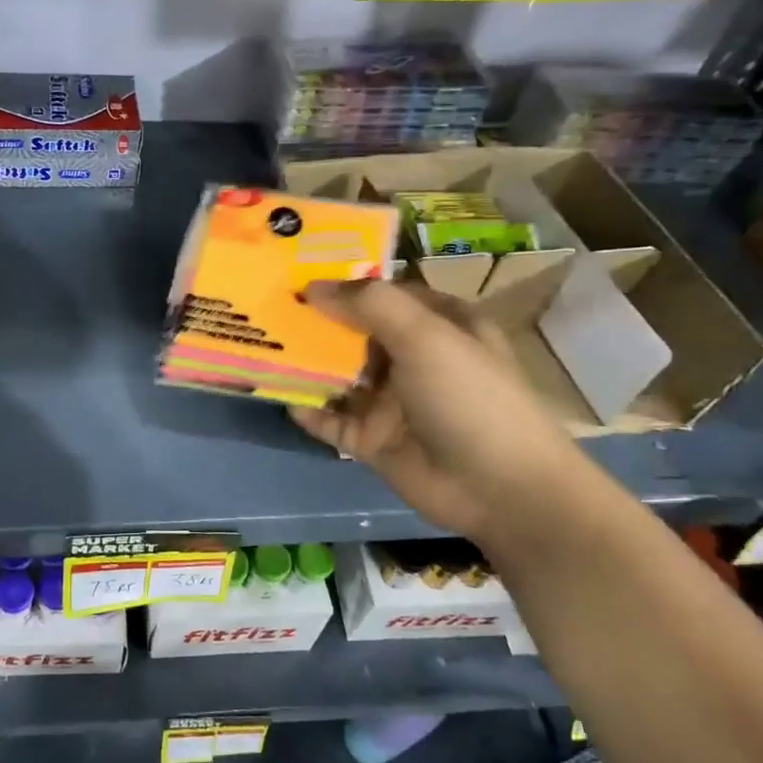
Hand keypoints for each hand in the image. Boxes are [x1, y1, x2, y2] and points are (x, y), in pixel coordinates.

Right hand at [290, 279, 593, 540]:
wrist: (501, 489)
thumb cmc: (468, 397)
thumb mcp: (425, 335)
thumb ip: (369, 304)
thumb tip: (312, 287)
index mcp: (438, 324)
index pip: (383, 293)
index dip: (344, 283)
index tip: (296, 273)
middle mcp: (413, 358)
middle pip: (355, 333)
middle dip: (315, 322)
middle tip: (265, 306)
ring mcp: (392, 401)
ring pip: (339, 376)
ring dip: (305, 364)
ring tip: (261, 347)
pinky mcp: (374, 440)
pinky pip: (332, 420)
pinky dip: (308, 410)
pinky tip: (281, 397)